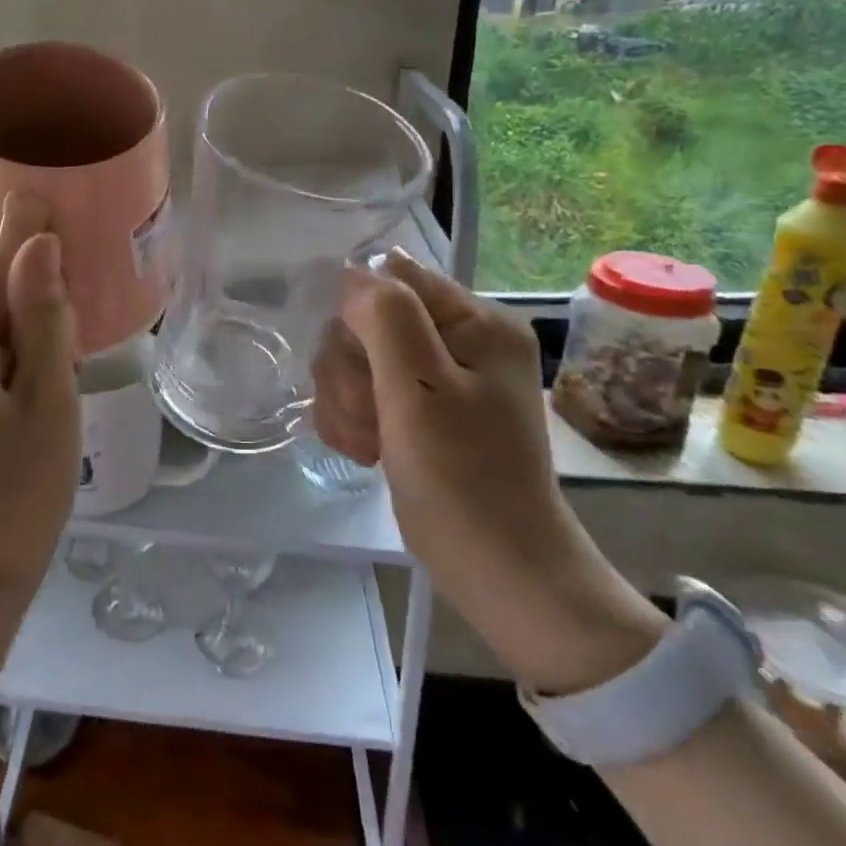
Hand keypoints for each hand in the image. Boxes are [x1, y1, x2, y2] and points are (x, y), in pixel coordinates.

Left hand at [0, 193, 80, 615]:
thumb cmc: (20, 485)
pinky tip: (38, 388)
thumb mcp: (48, 395)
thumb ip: (43, 315)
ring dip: (19, 324)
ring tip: (62, 362)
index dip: (15, 237)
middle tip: (74, 321)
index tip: (64, 240)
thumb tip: (38, 240)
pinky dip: (5, 353)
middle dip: (23, 288)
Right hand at [313, 249, 665, 692]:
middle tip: (367, 416)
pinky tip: (366, 451)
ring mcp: (441, 378)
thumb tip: (353, 273)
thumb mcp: (419, 389)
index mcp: (476, 321)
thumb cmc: (463, 479)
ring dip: (346, 400)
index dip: (357, 316)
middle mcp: (460, 340)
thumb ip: (386, 317)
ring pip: (357, 359)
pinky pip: (365, 391)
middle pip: (367, 321)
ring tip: (367, 444)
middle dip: (350, 370)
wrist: (499, 572)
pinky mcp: (421, 410)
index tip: (355, 366)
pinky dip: (354, 419)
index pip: (391, 279)